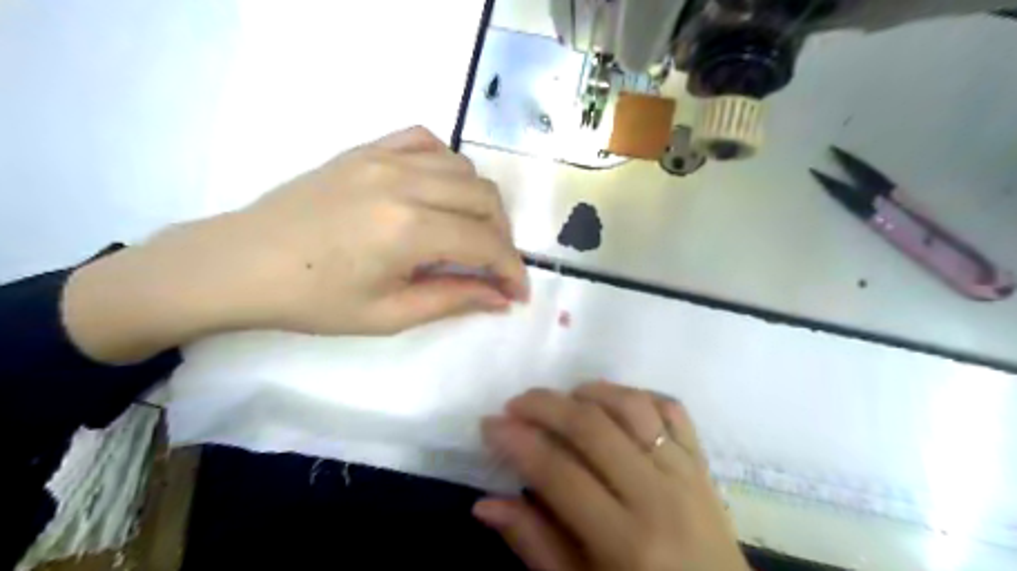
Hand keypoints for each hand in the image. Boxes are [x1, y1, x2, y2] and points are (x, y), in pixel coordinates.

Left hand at [64, 127, 527, 362]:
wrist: (241, 263)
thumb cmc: (314, 300)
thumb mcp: (389, 315)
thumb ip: (453, 300)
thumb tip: (500, 298)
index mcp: (408, 229)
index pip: (485, 243)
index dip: (510, 269)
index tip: (517, 292)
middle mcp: (404, 182)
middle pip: (485, 198)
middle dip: (502, 236)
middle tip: (494, 267)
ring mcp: (384, 158)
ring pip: (463, 167)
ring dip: (480, 202)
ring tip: (469, 233)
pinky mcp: (367, 149)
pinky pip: (426, 141)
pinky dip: (448, 165)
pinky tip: (440, 191)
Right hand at [476, 379, 744, 570]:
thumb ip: (535, 544)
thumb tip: (485, 503)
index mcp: (626, 543)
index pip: (559, 473)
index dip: (518, 442)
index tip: (490, 424)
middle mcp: (658, 497)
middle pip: (592, 427)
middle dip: (545, 405)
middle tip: (516, 403)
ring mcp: (686, 473)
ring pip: (633, 406)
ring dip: (591, 391)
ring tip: (563, 399)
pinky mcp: (703, 463)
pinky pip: (672, 409)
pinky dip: (638, 395)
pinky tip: (612, 403)